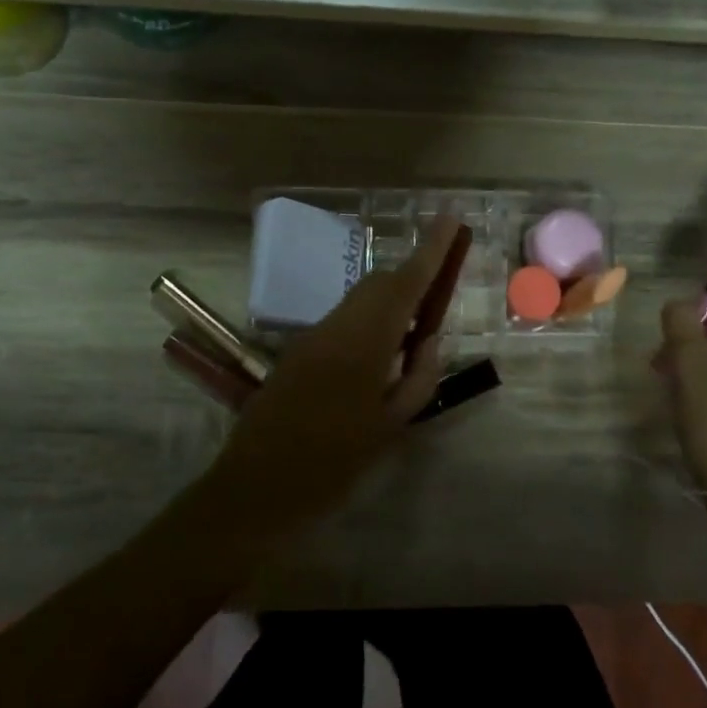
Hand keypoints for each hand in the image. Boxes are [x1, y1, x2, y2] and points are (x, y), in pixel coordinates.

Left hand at [206, 217, 460, 536]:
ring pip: (360, 301)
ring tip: (415, 331)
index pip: (405, 282)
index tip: (450, 218)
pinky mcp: (298, 351)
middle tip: (441, 289)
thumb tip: (430, 340)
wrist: (256, 489)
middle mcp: (337, 325)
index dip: (431, 249)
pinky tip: (380, 355)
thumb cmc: (333, 463)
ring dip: (391, 302)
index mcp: (364, 340)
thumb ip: (418, 376)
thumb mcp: (391, 424)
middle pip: (380, 284)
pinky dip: (370, 323)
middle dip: (412, 277)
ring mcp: (313, 336)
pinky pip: (344, 322)